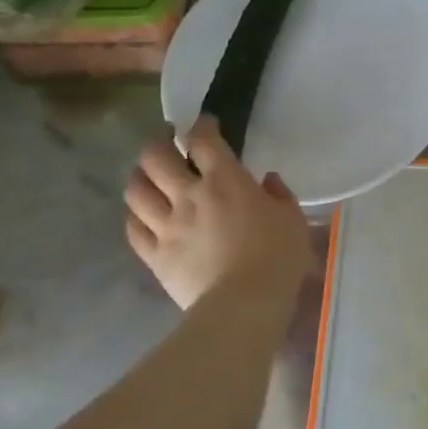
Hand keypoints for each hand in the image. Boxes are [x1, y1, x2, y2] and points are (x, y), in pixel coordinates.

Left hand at [123, 117, 311, 313]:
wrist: (244, 304)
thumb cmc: (278, 258)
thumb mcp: (293, 220)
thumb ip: (279, 195)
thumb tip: (267, 180)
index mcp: (226, 181)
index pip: (204, 140)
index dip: (202, 126)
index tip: (205, 123)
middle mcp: (189, 195)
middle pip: (156, 156)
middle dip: (159, 142)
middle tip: (167, 141)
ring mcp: (166, 225)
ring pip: (137, 189)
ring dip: (140, 175)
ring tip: (147, 174)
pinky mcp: (155, 255)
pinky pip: (134, 228)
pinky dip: (135, 215)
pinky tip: (142, 214)